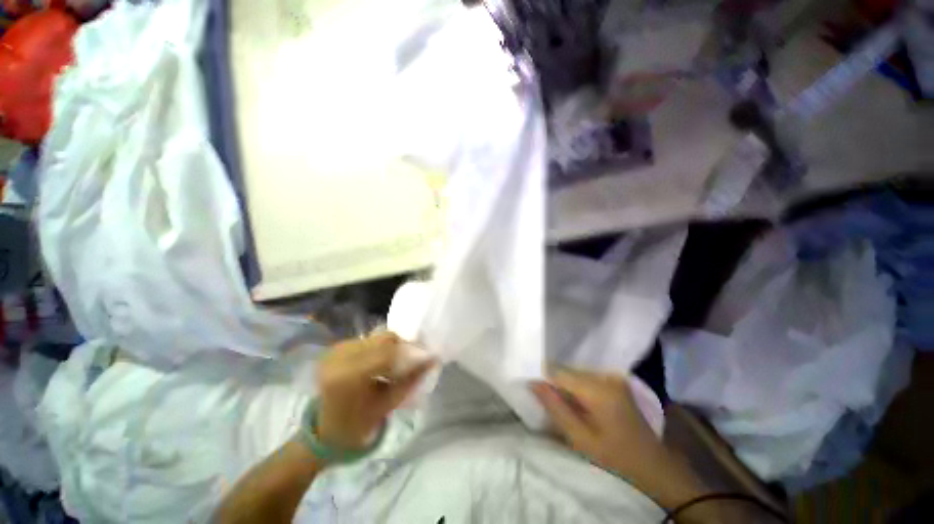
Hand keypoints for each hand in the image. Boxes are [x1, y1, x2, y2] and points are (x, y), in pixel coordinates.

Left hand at [317, 332, 434, 449]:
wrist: (326, 430)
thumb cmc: (358, 424)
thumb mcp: (388, 404)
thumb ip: (411, 379)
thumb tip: (433, 359)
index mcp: (347, 376)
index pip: (387, 353)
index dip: (410, 352)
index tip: (427, 356)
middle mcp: (339, 357)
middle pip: (382, 340)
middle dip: (402, 347)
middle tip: (413, 359)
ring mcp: (335, 350)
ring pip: (376, 337)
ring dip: (392, 346)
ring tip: (398, 362)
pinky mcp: (336, 348)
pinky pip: (368, 340)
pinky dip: (380, 347)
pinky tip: (382, 361)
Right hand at [530, 369, 666, 480]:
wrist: (653, 465)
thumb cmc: (616, 457)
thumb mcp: (580, 438)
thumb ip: (555, 407)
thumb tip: (532, 383)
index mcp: (598, 389)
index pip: (558, 372)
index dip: (543, 379)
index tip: (533, 389)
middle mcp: (605, 375)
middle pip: (567, 370)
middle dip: (554, 383)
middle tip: (549, 402)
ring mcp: (612, 376)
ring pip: (575, 372)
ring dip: (566, 385)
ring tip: (564, 405)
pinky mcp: (616, 380)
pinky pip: (586, 377)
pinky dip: (577, 386)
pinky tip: (578, 403)